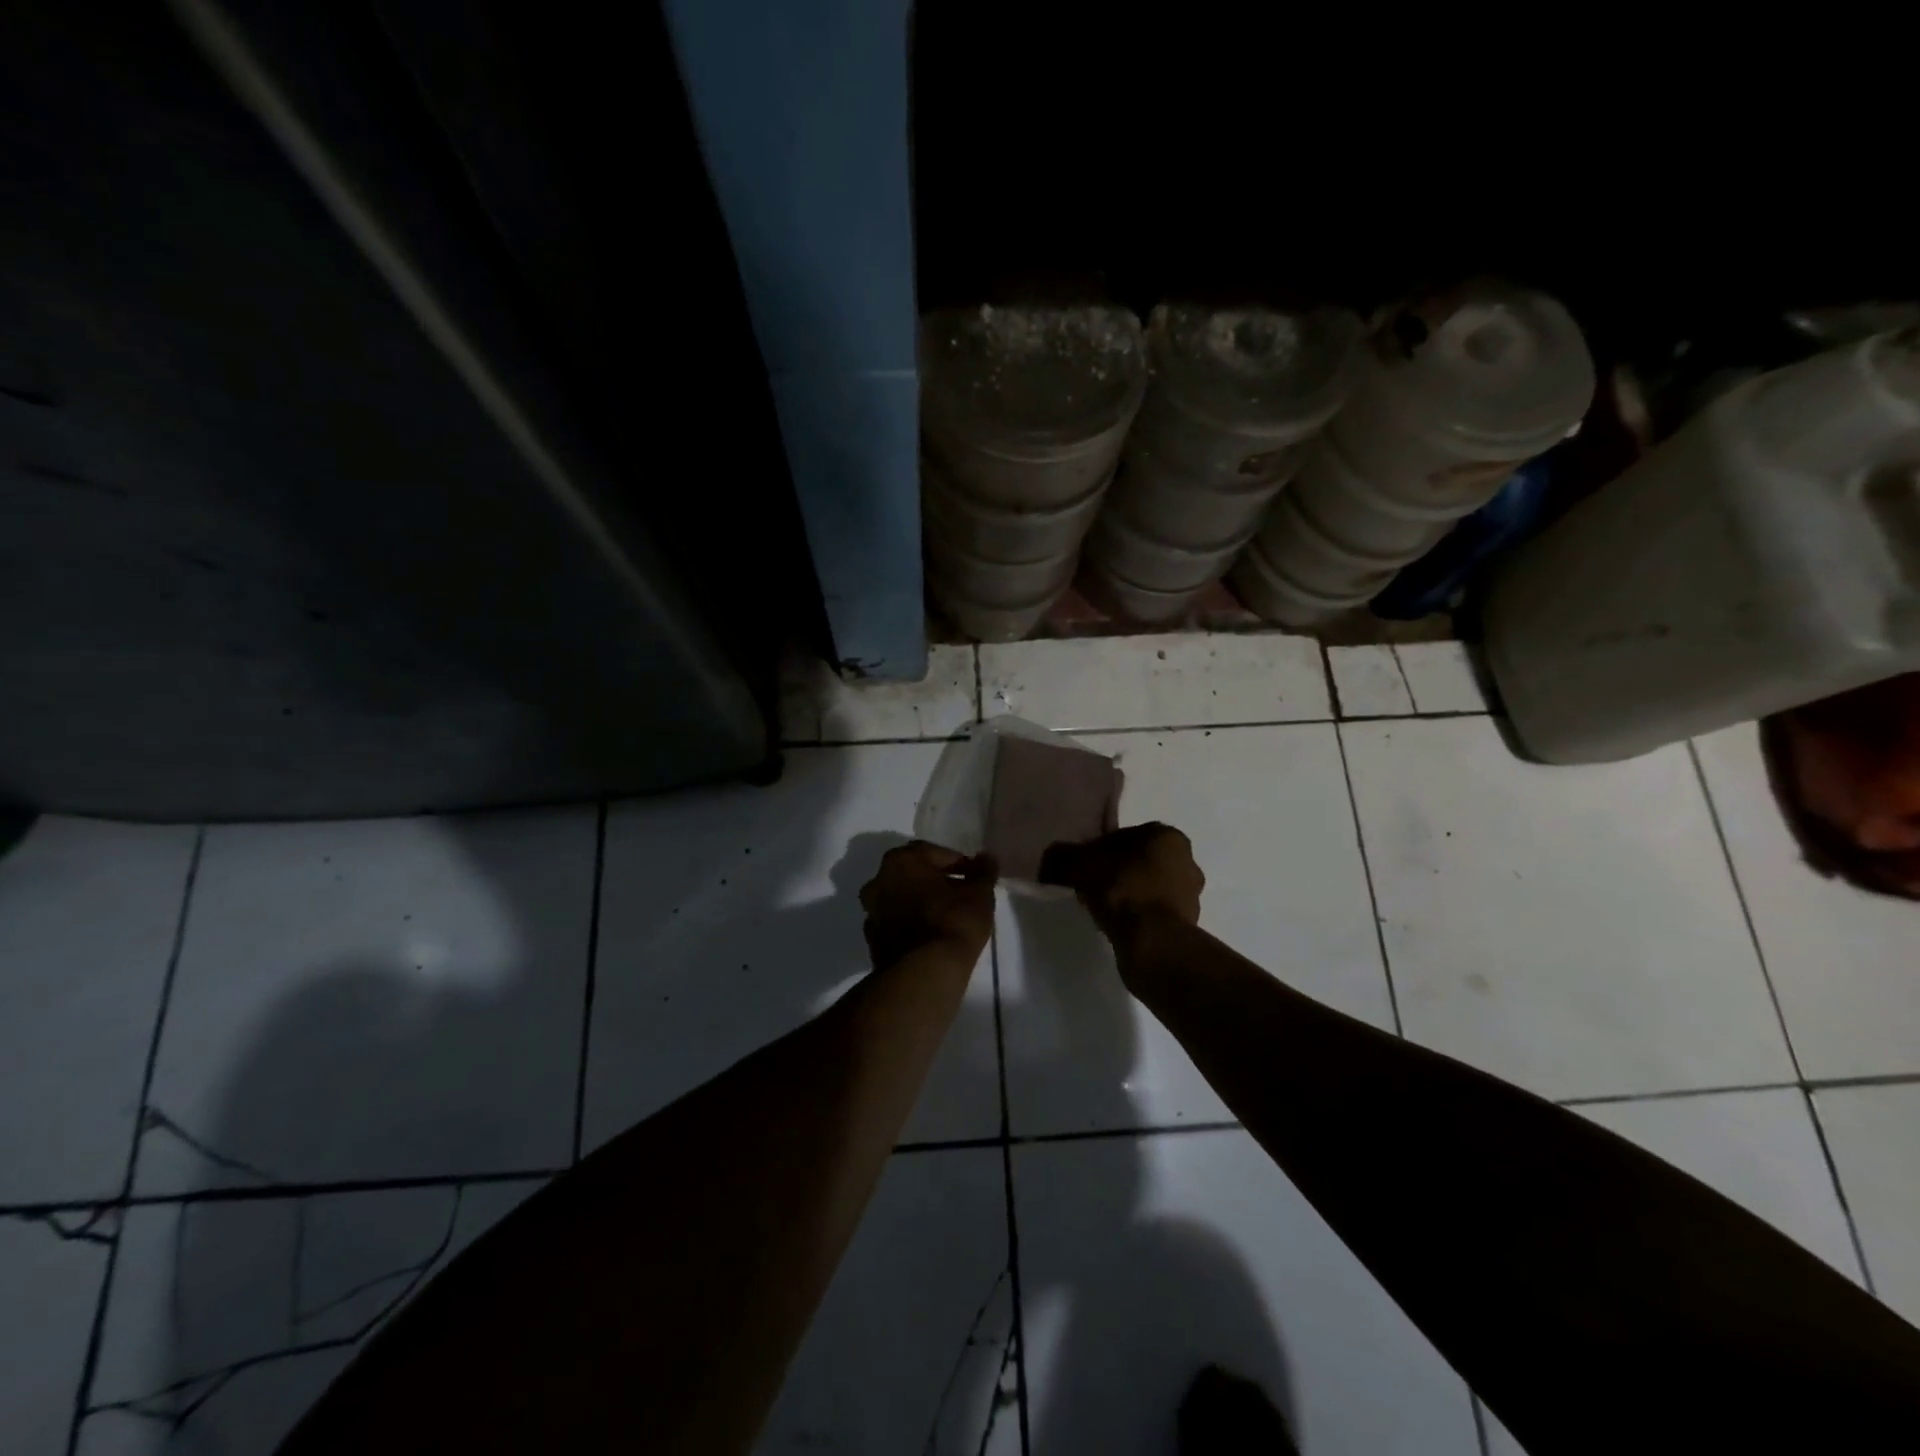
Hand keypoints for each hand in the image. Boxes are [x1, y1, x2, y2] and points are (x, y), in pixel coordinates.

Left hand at [859, 841, 996, 967]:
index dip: (956, 862)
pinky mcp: (872, 940)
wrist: (924, 974)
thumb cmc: (953, 922)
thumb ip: (983, 871)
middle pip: (912, 873)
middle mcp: (878, 880)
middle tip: (958, 893)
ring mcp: (871, 911)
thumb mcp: (979, 894)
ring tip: (944, 915)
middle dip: (934, 880)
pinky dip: (910, 923)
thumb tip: (986, 857)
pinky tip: (929, 935)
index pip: (933, 853)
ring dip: (919, 901)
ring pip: (900, 898)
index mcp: (901, 861)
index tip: (973, 876)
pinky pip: (895, 922)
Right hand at [1037, 822, 1203, 937]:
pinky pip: (1155, 913)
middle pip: (1140, 861)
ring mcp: (1192, 894)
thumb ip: (1062, 856)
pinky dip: (1139, 916)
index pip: (1126, 836)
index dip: (1100, 849)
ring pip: (1150, 887)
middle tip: (1093, 886)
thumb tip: (1051, 858)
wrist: (1151, 942)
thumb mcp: (1079, 864)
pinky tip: (1119, 925)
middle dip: (1119, 871)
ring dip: (1130, 895)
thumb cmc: (1120, 889)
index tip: (1084, 866)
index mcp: (1167, 836)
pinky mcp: (1189, 924)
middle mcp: (1187, 860)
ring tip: (1104, 909)